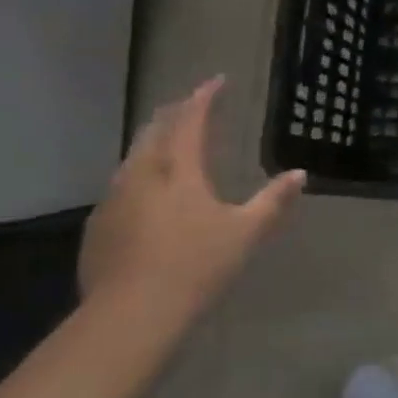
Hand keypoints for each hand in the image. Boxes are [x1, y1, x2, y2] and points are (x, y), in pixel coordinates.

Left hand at [78, 77, 304, 333]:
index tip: (217, 81)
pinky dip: (138, 175)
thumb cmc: (196, 267)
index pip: (191, 121)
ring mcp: (114, 201)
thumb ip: (273, 201)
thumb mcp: (246, 233)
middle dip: (174, 113)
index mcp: (179, 171)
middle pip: (154, 131)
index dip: (204, 98)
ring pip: (133, 158)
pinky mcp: (98, 227)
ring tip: (168, 142)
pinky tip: (145, 192)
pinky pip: (121, 186)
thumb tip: (299, 174)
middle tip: (191, 106)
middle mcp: (142, 176)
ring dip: (153, 142)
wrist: (130, 316)